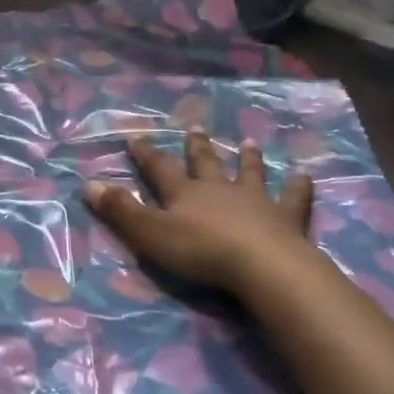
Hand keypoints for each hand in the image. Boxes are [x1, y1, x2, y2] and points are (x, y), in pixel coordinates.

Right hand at [86, 131, 312, 293]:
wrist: (260, 265)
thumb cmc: (200, 251)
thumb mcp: (150, 233)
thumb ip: (120, 211)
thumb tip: (88, 184)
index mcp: (185, 193)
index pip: (159, 169)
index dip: (146, 155)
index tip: (136, 137)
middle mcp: (219, 189)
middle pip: (205, 163)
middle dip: (197, 147)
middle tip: (196, 128)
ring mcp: (255, 200)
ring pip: (249, 173)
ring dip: (247, 159)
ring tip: (248, 143)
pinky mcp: (286, 218)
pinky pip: (293, 198)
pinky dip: (299, 187)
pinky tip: (305, 177)